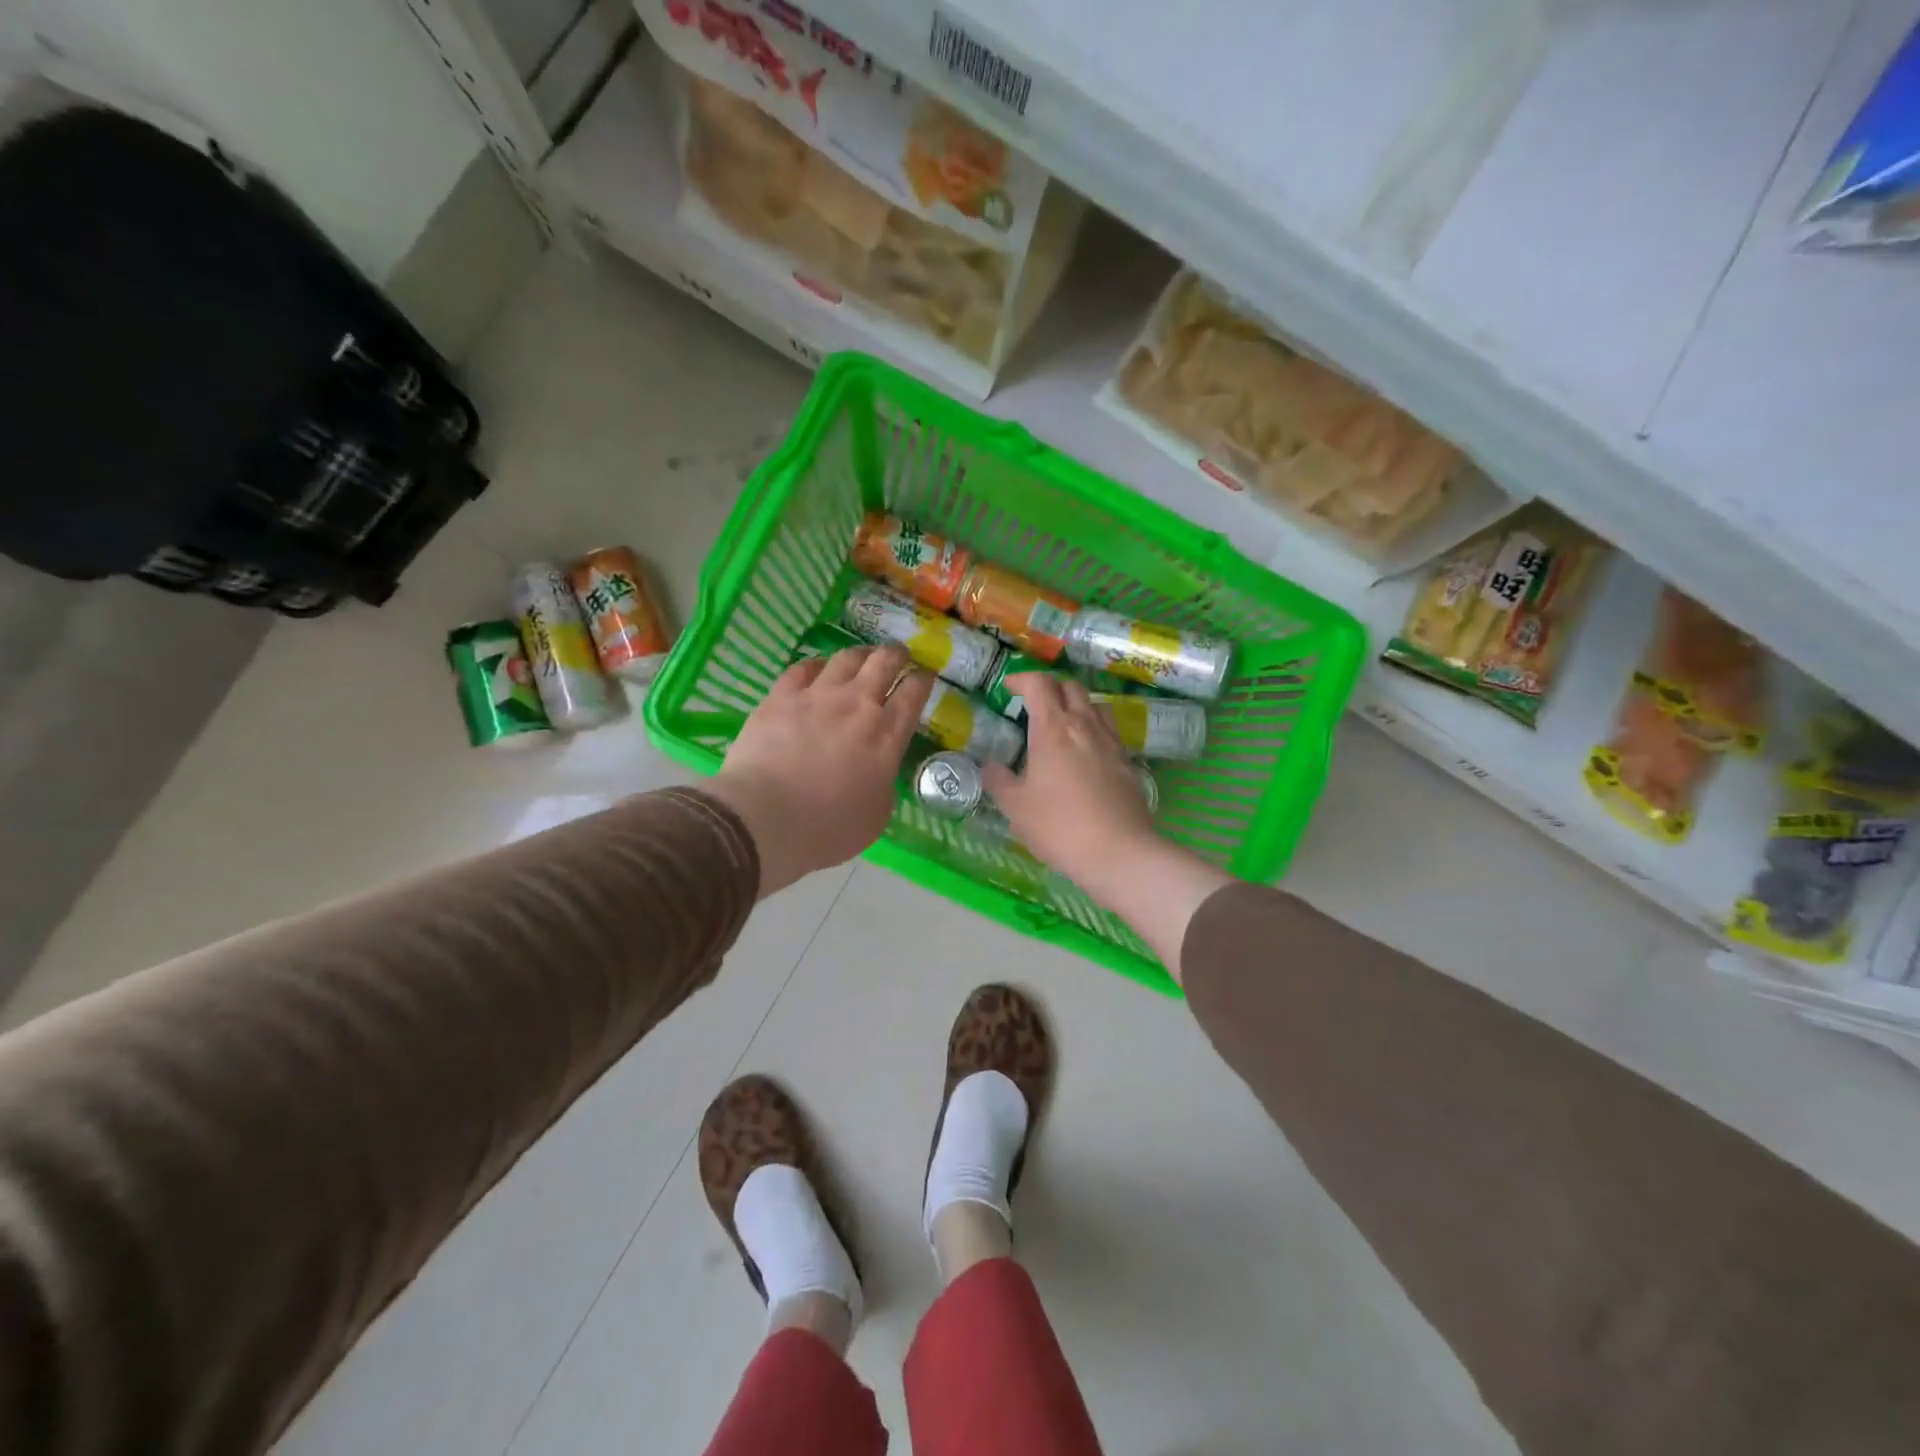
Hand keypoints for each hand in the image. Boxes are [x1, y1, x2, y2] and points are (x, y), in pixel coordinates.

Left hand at [708, 646, 932, 894]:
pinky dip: (817, 665)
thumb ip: (883, 782)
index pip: (914, 694)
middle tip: (899, 656)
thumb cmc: (827, 828)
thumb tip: (878, 769)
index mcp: (887, 736)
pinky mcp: (780, 696)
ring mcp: (817, 696)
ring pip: (846, 657)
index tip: (926, 675)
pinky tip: (817, 669)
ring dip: (860, 654)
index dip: (923, 679)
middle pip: (884, 662)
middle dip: (897, 655)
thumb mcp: (877, 815)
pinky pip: (803, 668)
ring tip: (862, 657)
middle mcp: (857, 705)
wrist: (765, 818)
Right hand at [984, 674, 1231, 982]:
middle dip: (1050, 687)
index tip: (1009, 687)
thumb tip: (990, 766)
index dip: (1022, 679)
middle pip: (1071, 687)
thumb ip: (998, 781)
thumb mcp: (1016, 807)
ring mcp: (1111, 742)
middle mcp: (1084, 726)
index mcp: (1053, 728)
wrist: (1118, 852)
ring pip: (1095, 706)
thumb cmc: (1059, 826)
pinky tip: (1086, 754)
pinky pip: (1109, 732)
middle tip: (1034, 704)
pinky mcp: (1128, 762)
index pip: (1039, 684)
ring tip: (1063, 724)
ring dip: (1077, 705)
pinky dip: (1094, 730)